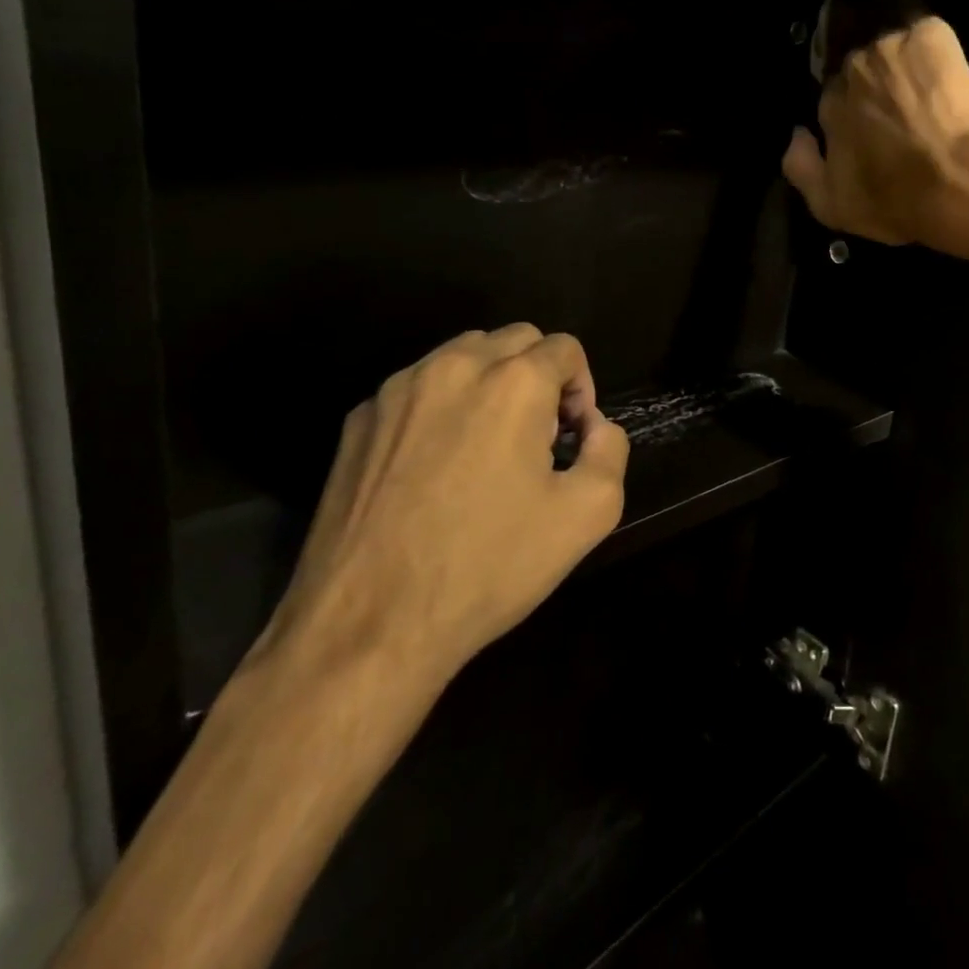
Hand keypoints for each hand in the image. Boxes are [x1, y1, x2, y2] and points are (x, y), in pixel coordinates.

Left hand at [261, 324, 628, 685]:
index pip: (565, 349)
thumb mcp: (588, 513)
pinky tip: (437, 467)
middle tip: (538, 437)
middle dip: (540, 375)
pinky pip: (418, 388)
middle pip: (515, 339)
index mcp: (513, 383)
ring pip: (463, 355)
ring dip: (491, 382)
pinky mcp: (357, 422)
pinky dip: (443, 405)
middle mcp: (453, 369)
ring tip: (488, 446)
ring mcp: (396, 392)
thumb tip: (594, 427)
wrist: (367, 629)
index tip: (571, 438)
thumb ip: (611, 449)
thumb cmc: (489, 566)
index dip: (582, 389)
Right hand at [782, 15, 968, 248]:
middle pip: (861, 70)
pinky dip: (935, 52)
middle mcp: (853, 68)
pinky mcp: (930, 35)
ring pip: (893, 49)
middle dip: (877, 87)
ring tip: (927, 93)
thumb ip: (799, 167)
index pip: (834, 98)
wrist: (956, 180)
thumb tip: (797, 133)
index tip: (873, 132)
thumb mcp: (830, 206)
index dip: (854, 115)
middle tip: (903, 114)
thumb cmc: (893, 200)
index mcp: (829, 104)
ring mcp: (891, 46)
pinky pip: (927, 36)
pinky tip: (948, 78)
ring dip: (904, 66)